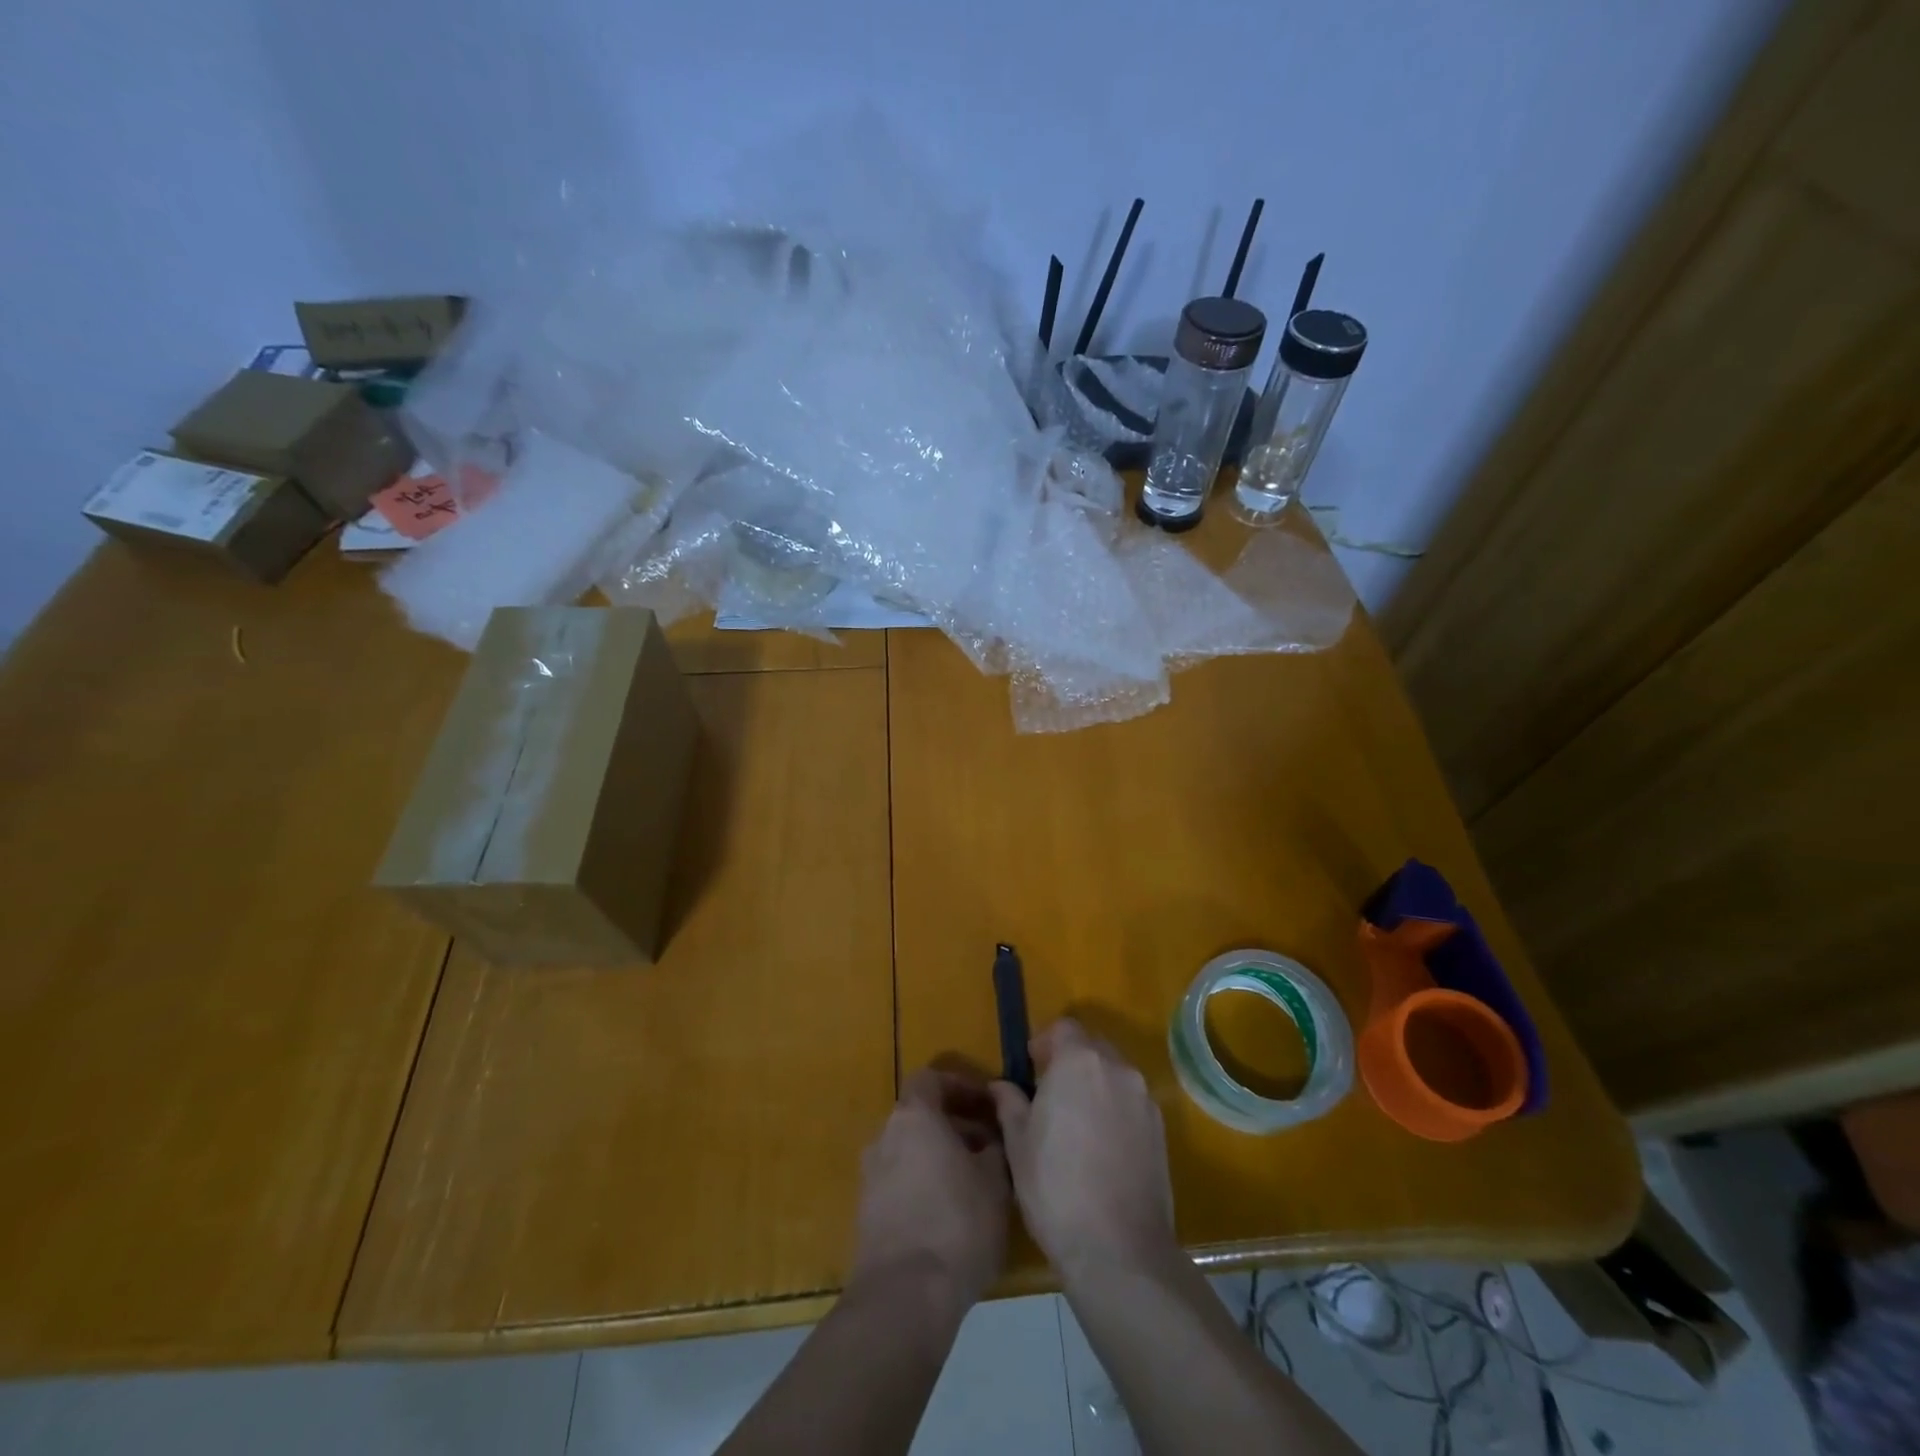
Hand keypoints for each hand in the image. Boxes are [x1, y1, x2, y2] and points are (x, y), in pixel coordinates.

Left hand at [849, 1067, 1010, 1317]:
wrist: (904, 1298)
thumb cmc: (957, 1224)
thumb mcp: (995, 1181)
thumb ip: (995, 1147)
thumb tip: (991, 1138)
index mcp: (913, 1117)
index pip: (931, 1079)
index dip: (961, 1086)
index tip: (988, 1104)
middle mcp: (884, 1137)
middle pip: (920, 1117)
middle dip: (955, 1126)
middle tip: (990, 1148)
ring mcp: (870, 1177)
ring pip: (910, 1152)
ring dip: (940, 1158)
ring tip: (976, 1185)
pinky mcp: (866, 1216)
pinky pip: (900, 1184)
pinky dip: (924, 1186)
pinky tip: (951, 1217)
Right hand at [989, 1019, 1175, 1276]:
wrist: (1120, 1250)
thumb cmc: (1056, 1188)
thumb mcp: (1018, 1144)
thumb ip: (1010, 1104)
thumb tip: (1001, 1086)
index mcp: (1079, 1062)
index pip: (1064, 1028)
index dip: (1044, 1043)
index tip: (1031, 1070)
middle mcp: (1117, 1069)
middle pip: (1092, 1046)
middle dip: (1070, 1061)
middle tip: (1049, 1096)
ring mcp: (1144, 1099)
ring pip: (1114, 1074)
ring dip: (1094, 1085)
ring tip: (1075, 1124)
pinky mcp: (1161, 1129)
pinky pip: (1131, 1102)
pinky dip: (1114, 1109)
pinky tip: (1100, 1147)